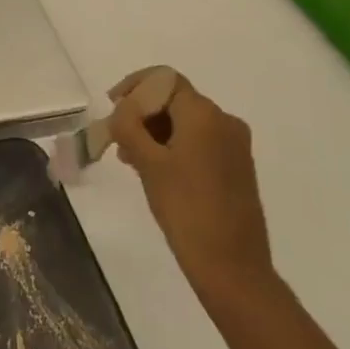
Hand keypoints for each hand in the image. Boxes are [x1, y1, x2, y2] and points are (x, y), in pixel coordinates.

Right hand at [108, 70, 277, 300]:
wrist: (234, 269)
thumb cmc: (186, 210)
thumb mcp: (148, 163)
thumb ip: (129, 126)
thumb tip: (122, 107)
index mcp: (204, 114)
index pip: (164, 79)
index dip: (134, 86)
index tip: (112, 107)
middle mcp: (224, 121)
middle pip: (175, 100)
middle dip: (143, 113)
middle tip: (117, 139)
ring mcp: (235, 145)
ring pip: (186, 123)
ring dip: (156, 132)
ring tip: (131, 159)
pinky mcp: (237, 167)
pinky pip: (200, 142)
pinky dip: (174, 147)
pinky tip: (155, 171)